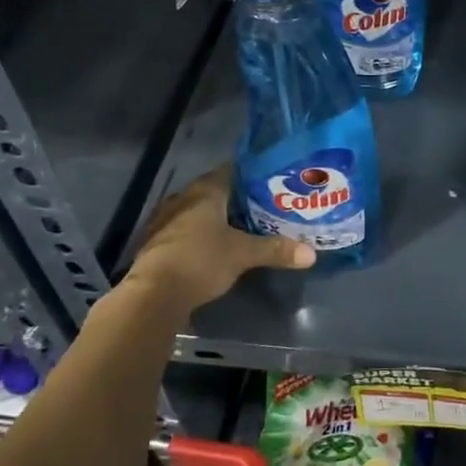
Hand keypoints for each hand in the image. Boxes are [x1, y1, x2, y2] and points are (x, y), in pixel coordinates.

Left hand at [122, 166, 313, 315]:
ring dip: (216, 218)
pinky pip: (186, 230)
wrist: (153, 295)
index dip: (251, 175)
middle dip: (236, 199)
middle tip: (263, 207)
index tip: (271, 182)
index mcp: (204, 192)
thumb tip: (312, 254)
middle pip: (214, 192)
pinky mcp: (156, 243)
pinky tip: (215, 247)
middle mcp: (182, 199)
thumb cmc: (201, 261)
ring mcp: (165, 220)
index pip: (230, 171)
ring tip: (243, 227)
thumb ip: (276, 250)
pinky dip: (201, 234)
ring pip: (198, 212)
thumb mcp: (243, 255)